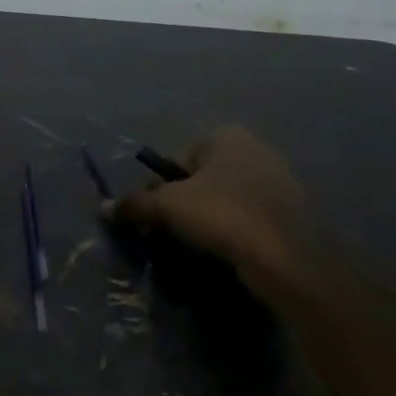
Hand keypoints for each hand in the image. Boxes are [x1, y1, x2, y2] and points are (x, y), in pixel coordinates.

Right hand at [102, 127, 305, 286]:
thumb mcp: (168, 207)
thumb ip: (134, 204)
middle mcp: (255, 150)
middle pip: (199, 178)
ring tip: (195, 246)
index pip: (176, 159)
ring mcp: (278, 182)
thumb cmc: (224, 216)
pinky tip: (226, 252)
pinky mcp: (292, 214)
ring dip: (206, 219)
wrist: (290, 259)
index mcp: (226, 136)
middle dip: (181, 203)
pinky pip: (248, 218)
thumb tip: (104, 208)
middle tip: (168, 232)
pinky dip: (233, 232)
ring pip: (224, 199)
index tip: (150, 216)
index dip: (157, 188)